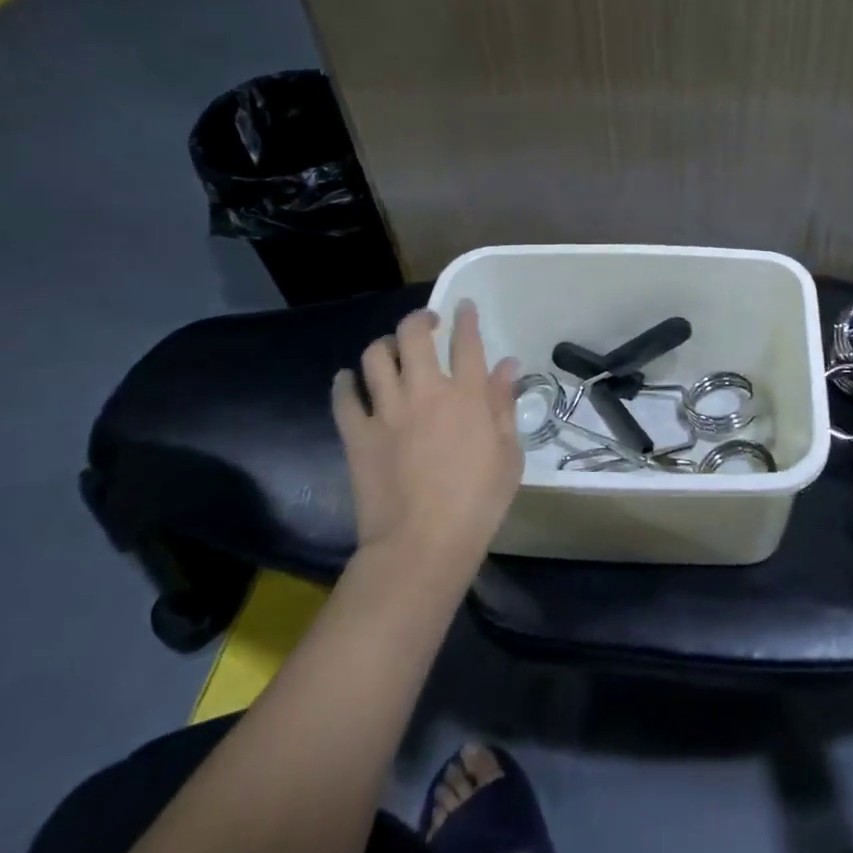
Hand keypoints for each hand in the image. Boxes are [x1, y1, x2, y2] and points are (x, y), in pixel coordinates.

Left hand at [330, 301, 522, 578]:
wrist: (422, 545)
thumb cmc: (477, 502)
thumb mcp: (509, 454)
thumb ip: (504, 404)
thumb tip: (507, 366)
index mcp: (465, 395)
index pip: (466, 341)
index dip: (465, 318)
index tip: (463, 307)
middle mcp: (424, 391)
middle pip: (413, 335)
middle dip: (420, 319)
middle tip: (427, 324)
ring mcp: (386, 411)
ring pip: (375, 356)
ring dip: (384, 346)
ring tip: (391, 352)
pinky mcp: (357, 434)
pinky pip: (344, 397)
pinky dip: (345, 383)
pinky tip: (349, 380)